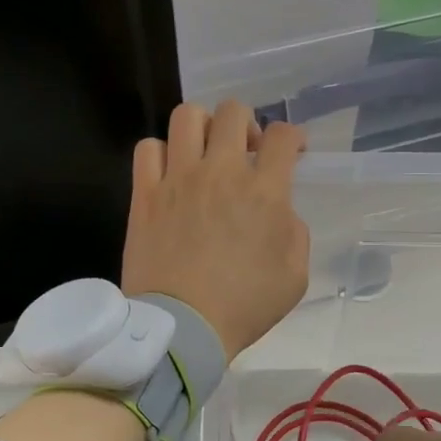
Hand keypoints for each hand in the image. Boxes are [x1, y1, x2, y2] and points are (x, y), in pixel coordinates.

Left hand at [123, 100, 309, 360]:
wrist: (183, 328)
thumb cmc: (244, 306)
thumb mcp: (294, 276)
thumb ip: (294, 233)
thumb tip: (280, 211)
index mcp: (265, 192)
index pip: (284, 136)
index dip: (293, 138)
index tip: (292, 153)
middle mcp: (221, 172)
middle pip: (234, 112)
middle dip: (247, 124)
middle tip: (247, 152)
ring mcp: (179, 179)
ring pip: (187, 116)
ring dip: (203, 127)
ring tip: (205, 152)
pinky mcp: (146, 193)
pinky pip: (148, 148)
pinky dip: (162, 152)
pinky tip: (171, 172)